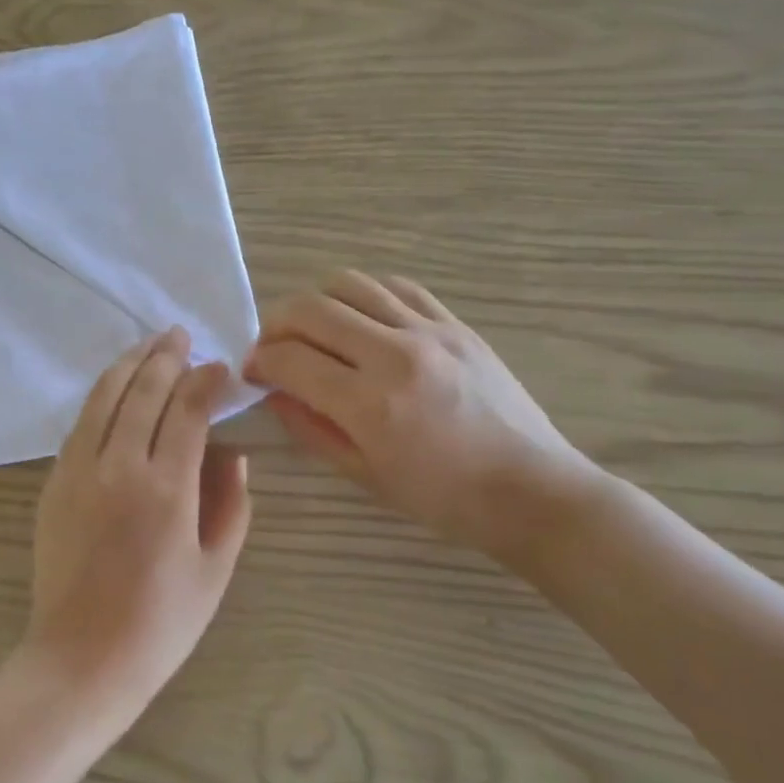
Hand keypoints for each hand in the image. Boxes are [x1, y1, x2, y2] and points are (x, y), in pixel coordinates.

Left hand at [25, 328, 252, 717]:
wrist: (81, 658)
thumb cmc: (160, 624)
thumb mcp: (215, 570)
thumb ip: (231, 505)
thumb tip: (234, 454)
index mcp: (167, 490)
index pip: (188, 411)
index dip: (206, 382)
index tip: (221, 369)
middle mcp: (119, 467)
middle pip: (143, 392)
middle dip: (165, 357)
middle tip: (181, 336)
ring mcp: (79, 471)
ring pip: (103, 398)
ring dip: (128, 365)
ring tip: (148, 345)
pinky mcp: (54, 483)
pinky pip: (81, 424)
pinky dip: (101, 397)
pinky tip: (114, 390)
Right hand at [244, 270, 599, 561]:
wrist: (531, 489)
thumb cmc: (442, 497)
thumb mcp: (363, 474)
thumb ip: (310, 427)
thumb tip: (274, 392)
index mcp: (370, 404)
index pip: (289, 360)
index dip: (258, 362)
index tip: (252, 372)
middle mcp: (395, 355)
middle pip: (310, 310)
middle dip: (275, 325)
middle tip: (273, 348)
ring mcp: (430, 332)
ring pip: (350, 285)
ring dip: (317, 304)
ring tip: (315, 330)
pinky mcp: (456, 324)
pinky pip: (397, 287)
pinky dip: (364, 296)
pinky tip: (360, 319)